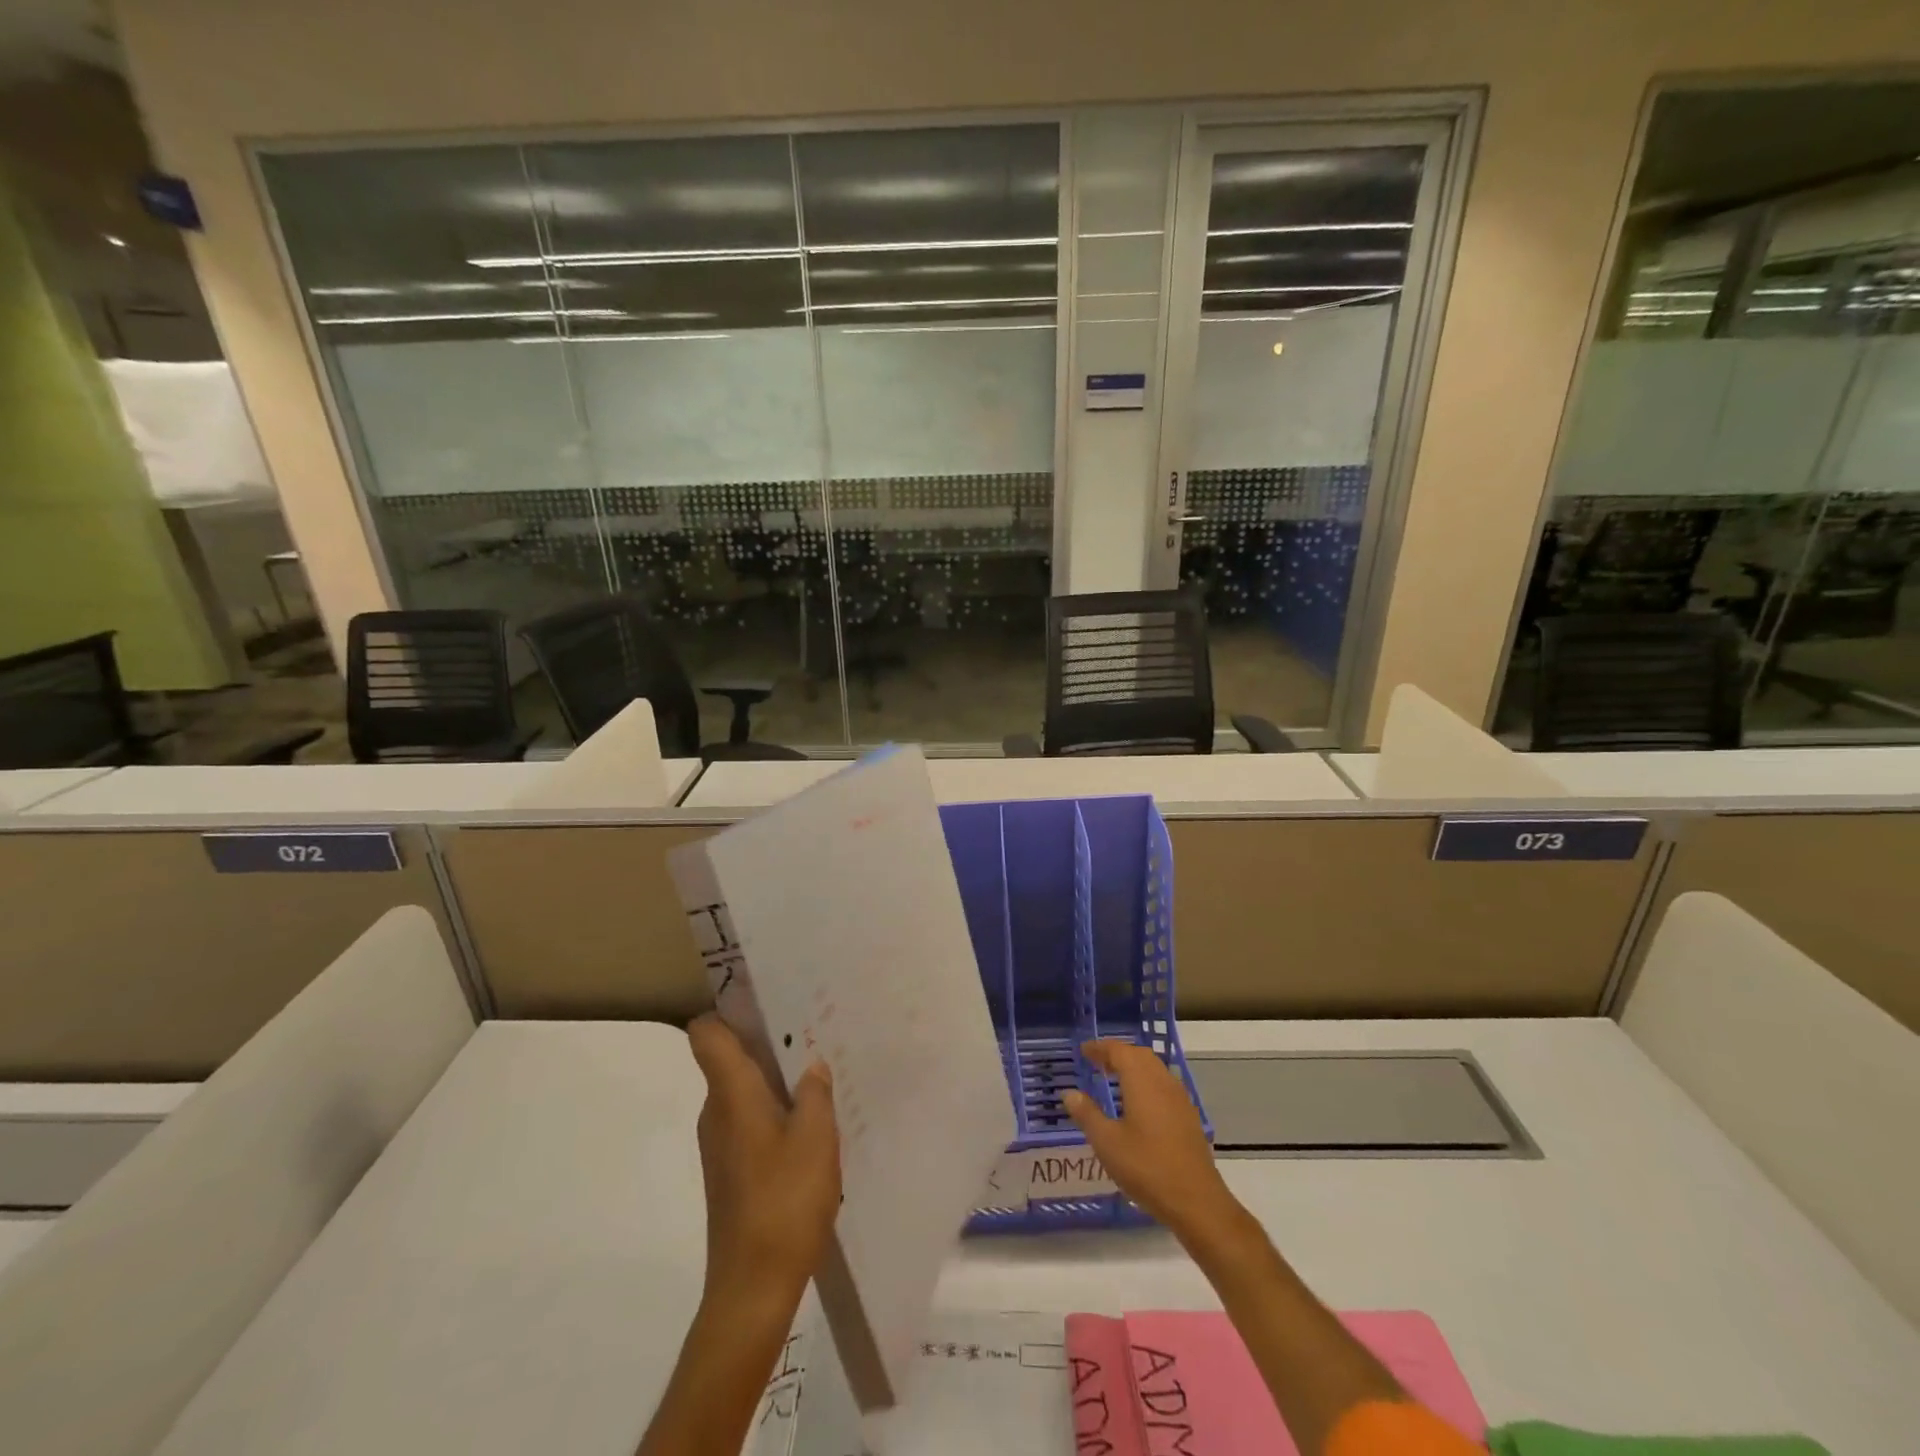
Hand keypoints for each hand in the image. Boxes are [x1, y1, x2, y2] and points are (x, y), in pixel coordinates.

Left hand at [688, 1015, 840, 1305]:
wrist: (752, 1287)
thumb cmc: (784, 1202)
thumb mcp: (816, 1138)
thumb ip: (815, 1093)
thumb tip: (811, 1065)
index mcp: (732, 1094)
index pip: (707, 1034)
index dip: (726, 1010)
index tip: (763, 999)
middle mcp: (717, 1112)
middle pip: (728, 1058)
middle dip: (765, 1041)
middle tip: (810, 1030)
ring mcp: (720, 1144)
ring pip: (741, 1091)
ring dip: (774, 1078)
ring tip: (817, 1073)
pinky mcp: (730, 1170)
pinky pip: (748, 1120)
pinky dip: (773, 1111)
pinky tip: (809, 1124)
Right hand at [1062, 1039, 1242, 1249]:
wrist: (1196, 1201)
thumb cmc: (1146, 1167)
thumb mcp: (1107, 1143)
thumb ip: (1087, 1114)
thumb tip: (1069, 1093)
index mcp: (1142, 1081)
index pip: (1119, 1051)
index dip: (1100, 1048)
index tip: (1083, 1051)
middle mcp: (1163, 1082)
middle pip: (1139, 1055)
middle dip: (1118, 1053)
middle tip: (1097, 1062)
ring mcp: (1179, 1099)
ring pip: (1155, 1069)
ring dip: (1134, 1066)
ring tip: (1115, 1079)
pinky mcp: (1188, 1116)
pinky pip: (1164, 1085)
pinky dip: (1147, 1082)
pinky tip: (1139, 1104)